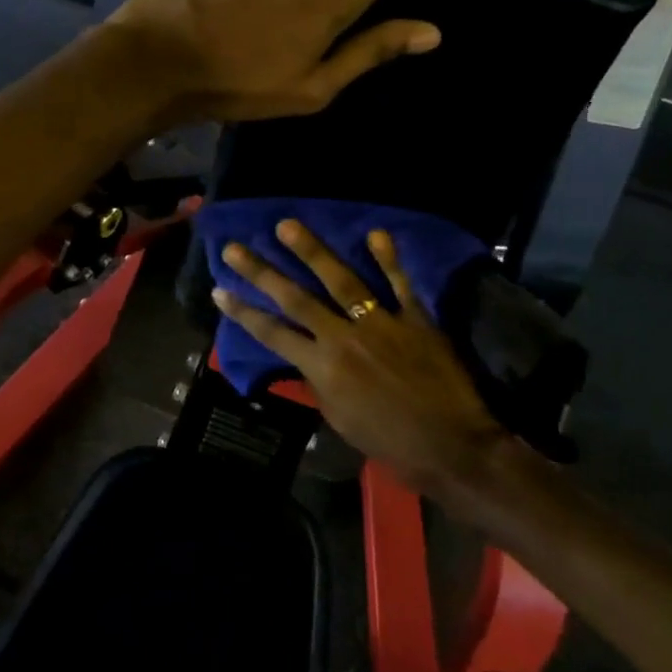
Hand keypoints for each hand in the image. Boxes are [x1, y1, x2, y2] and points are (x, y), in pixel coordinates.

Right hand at [211, 219, 518, 502]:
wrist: (452, 445)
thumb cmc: (391, 442)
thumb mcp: (341, 420)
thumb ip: (318, 385)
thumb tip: (305, 360)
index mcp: (323, 367)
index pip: (272, 333)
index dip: (243, 312)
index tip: (220, 290)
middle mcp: (344, 337)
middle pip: (296, 298)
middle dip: (262, 272)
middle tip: (235, 247)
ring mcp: (381, 323)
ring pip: (342, 280)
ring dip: (312, 251)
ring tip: (287, 225)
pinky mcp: (416, 319)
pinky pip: (400, 284)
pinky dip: (389, 259)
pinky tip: (375, 233)